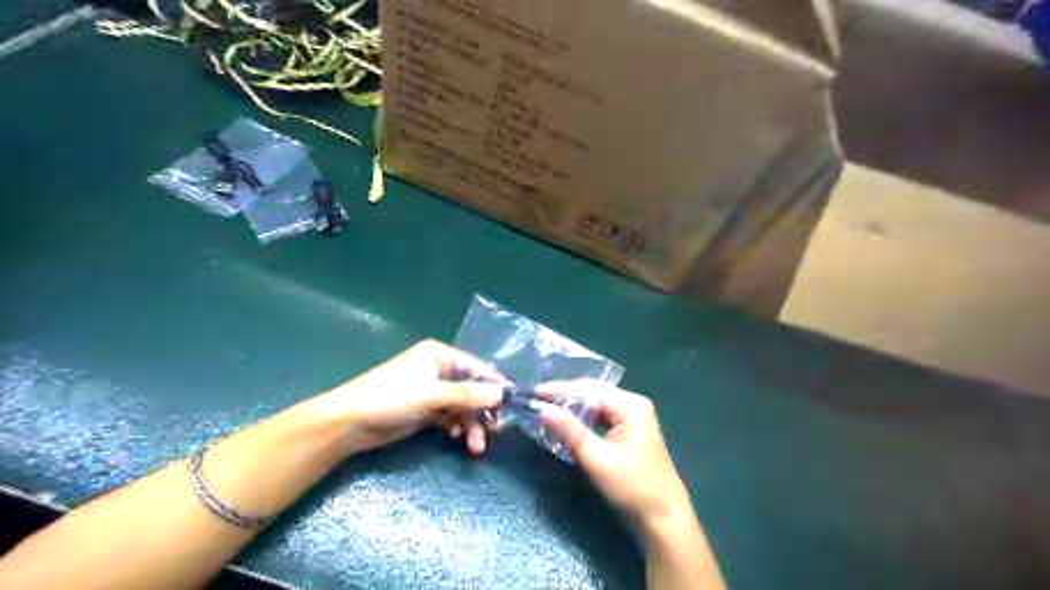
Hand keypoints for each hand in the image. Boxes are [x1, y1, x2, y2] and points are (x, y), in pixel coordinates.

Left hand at [320, 339, 507, 453]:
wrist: (348, 423)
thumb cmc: (390, 398)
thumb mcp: (432, 394)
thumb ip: (468, 394)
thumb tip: (503, 393)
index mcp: (439, 355)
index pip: (476, 368)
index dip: (495, 385)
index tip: (512, 404)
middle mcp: (438, 370)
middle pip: (472, 389)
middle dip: (483, 410)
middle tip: (496, 430)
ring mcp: (432, 392)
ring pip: (463, 406)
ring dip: (471, 424)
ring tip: (475, 446)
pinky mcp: (426, 411)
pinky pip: (451, 417)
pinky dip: (457, 428)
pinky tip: (457, 439)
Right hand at [536, 384, 693, 528]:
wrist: (664, 519)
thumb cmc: (633, 488)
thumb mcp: (598, 459)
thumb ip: (570, 432)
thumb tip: (542, 410)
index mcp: (631, 406)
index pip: (590, 390)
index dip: (561, 390)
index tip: (534, 392)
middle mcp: (633, 405)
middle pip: (593, 394)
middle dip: (565, 398)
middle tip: (537, 401)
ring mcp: (632, 418)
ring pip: (595, 407)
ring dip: (572, 410)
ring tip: (546, 410)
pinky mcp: (628, 432)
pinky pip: (600, 419)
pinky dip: (582, 421)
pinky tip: (566, 425)